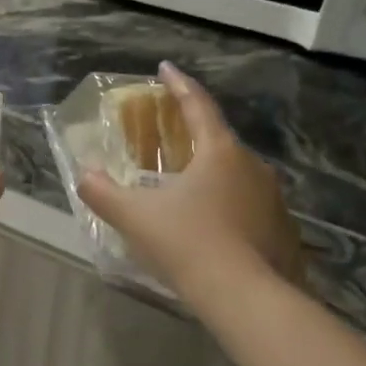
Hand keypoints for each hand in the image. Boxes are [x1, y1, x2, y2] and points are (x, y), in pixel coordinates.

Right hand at [77, 63, 306, 296]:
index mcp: (219, 152)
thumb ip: (103, 192)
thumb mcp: (134, 216)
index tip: (165, 68)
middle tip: (169, 134)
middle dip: (192, 133)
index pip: (197, 105)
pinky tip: (210, 224)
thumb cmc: (187, 243)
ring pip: (235, 173)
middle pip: (218, 139)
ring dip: (210, 171)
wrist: (245, 296)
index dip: (178, 84)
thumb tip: (84, 175)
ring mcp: (272, 198)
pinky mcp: (280, 228)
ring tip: (186, 184)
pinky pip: (248, 203)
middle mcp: (252, 166)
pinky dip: (226, 202)